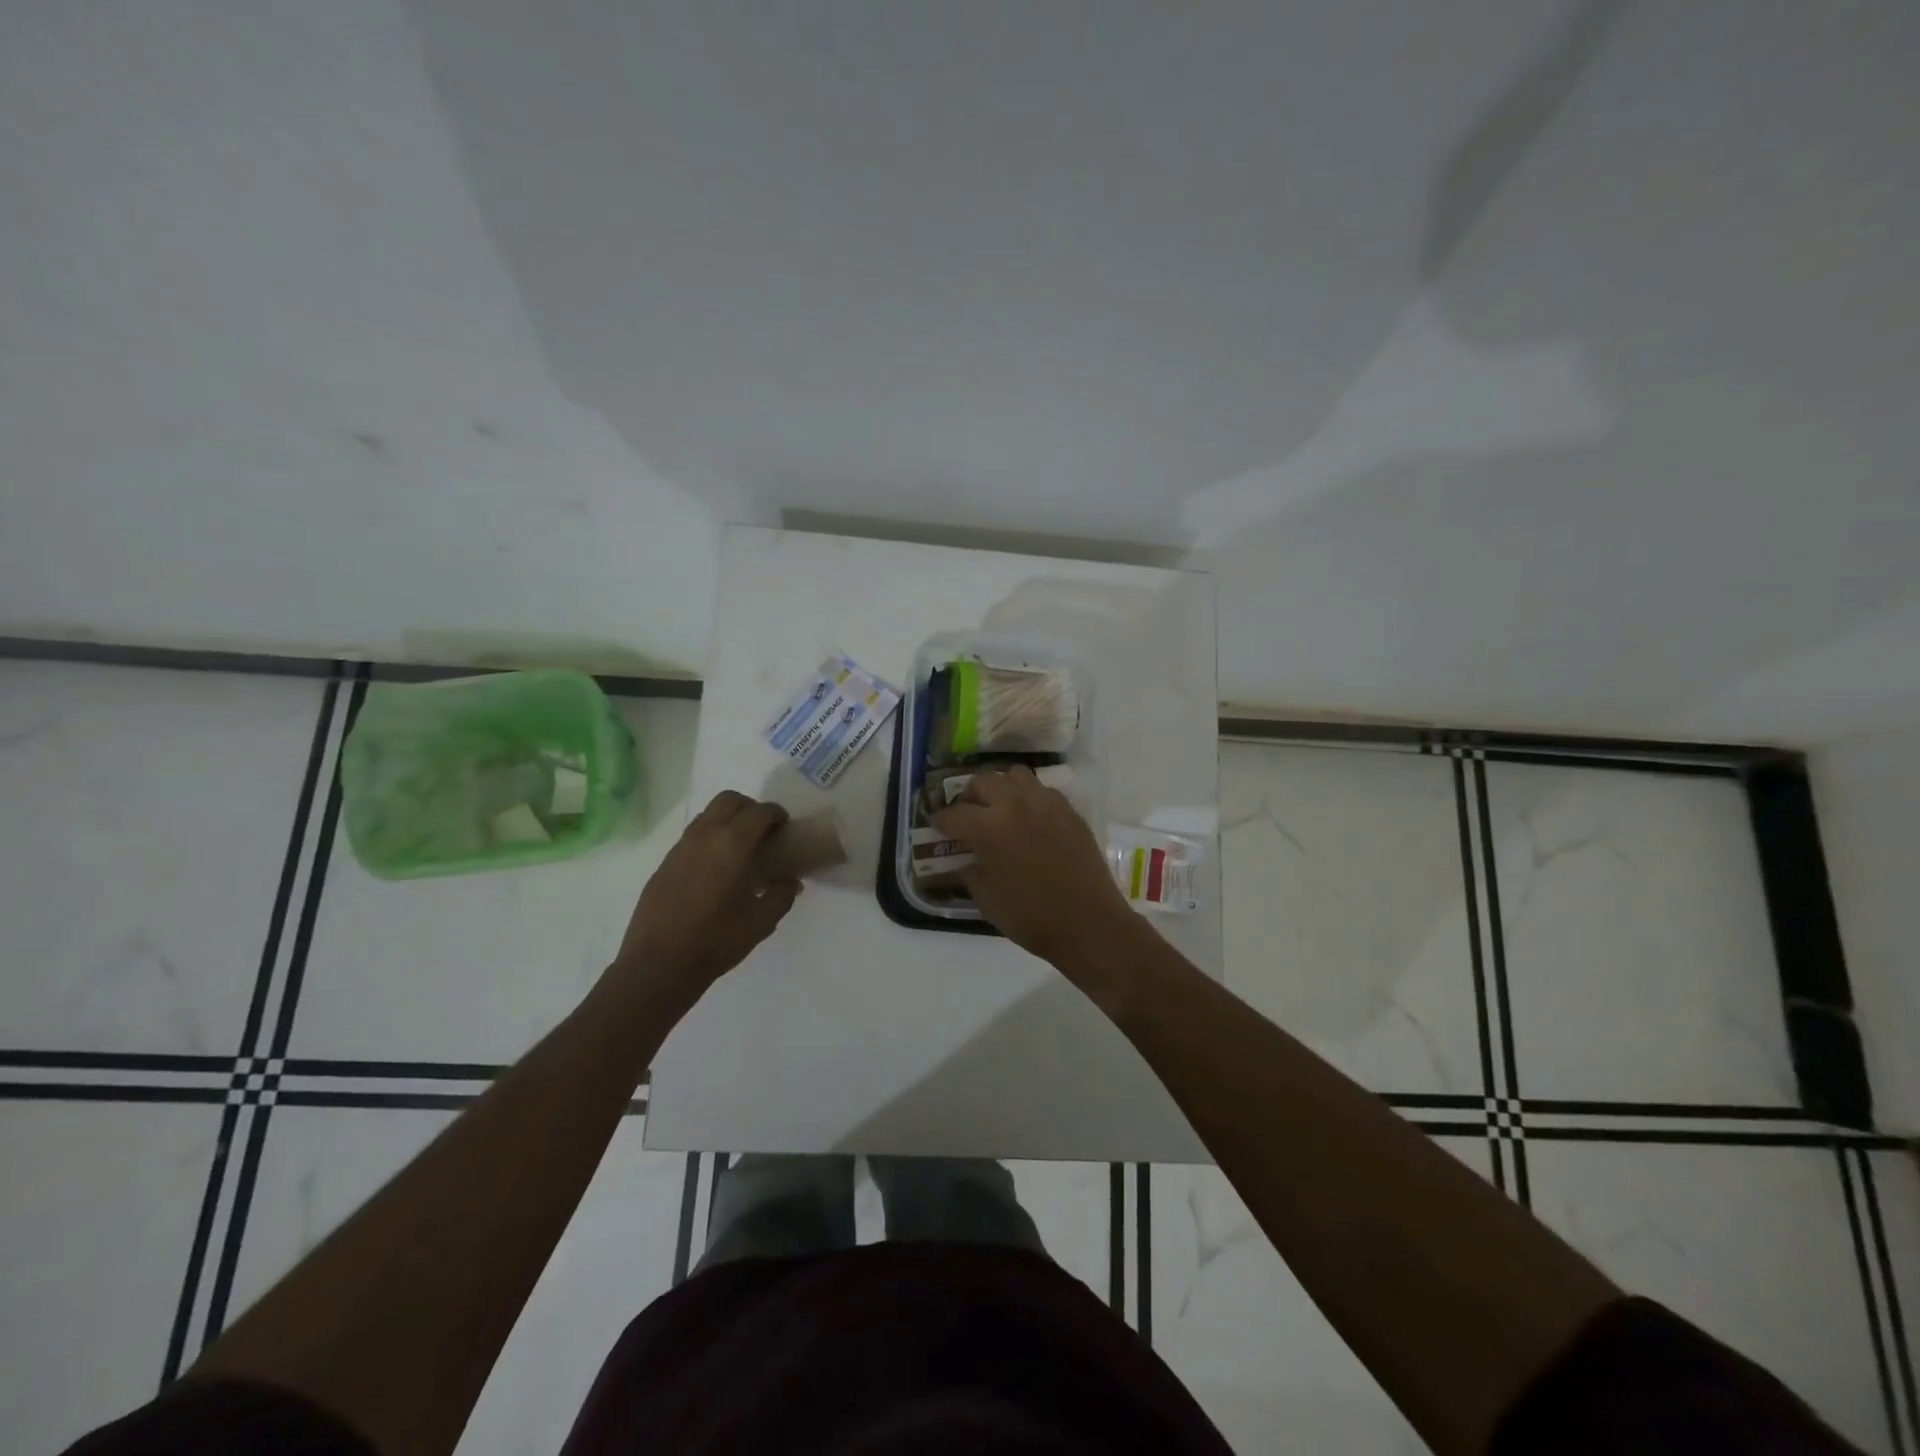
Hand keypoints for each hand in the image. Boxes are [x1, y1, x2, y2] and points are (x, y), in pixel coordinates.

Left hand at [615, 791, 799, 1000]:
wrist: (658, 964)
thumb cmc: (716, 941)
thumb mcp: (761, 922)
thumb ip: (781, 895)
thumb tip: (790, 881)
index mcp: (732, 845)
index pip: (759, 812)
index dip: (776, 814)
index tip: (785, 827)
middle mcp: (705, 836)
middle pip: (729, 800)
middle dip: (750, 808)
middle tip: (763, 832)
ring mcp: (680, 847)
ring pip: (708, 814)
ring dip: (728, 820)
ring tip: (740, 848)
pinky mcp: (665, 863)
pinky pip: (692, 835)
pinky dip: (710, 837)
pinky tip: (716, 868)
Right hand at [932, 767, 1139, 966]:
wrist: (1088, 923)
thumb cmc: (1031, 917)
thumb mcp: (986, 899)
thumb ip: (970, 871)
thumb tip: (966, 857)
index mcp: (988, 828)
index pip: (953, 814)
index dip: (940, 820)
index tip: (937, 826)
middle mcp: (1015, 805)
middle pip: (983, 781)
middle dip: (969, 796)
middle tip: (967, 814)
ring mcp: (1046, 803)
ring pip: (1015, 775)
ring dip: (1001, 787)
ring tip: (1000, 807)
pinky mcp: (1069, 810)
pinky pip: (1042, 790)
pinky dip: (1029, 797)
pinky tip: (1030, 817)